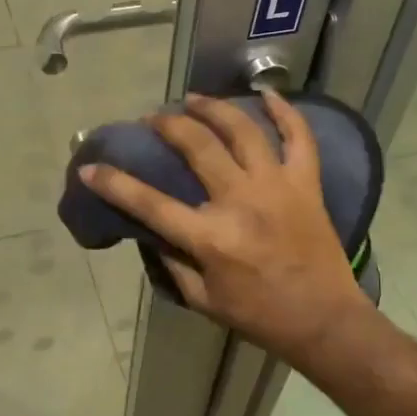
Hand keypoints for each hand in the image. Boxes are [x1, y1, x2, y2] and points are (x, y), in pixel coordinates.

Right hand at [79, 90, 374, 361]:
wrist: (325, 321)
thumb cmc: (259, 316)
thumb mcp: (203, 300)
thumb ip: (173, 263)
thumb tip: (152, 231)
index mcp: (210, 238)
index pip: (150, 203)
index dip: (114, 183)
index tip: (92, 167)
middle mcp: (241, 201)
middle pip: (196, 146)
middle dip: (166, 125)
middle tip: (153, 119)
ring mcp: (277, 186)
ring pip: (242, 130)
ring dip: (213, 108)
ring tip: (194, 99)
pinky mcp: (306, 183)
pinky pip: (299, 137)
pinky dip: (285, 111)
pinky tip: (266, 94)